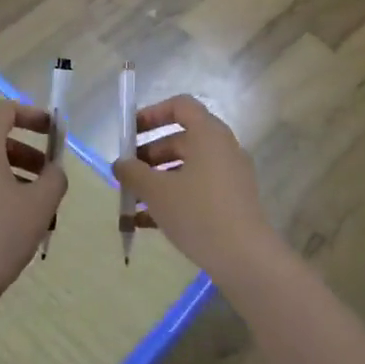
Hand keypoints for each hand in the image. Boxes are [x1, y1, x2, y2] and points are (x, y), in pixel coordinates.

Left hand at [0, 100, 67, 311]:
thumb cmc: (1, 234)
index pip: (3, 111)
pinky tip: (17, 224)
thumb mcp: (41, 204)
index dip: (32, 114)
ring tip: (40, 209)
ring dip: (17, 176)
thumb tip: (53, 171)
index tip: (54, 132)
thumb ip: (55, 178)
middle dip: (29, 153)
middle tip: (51, 179)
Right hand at [112, 95, 282, 279]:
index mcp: (208, 134)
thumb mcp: (156, 191)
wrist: (244, 257)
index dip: (152, 114)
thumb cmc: (197, 212)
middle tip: (125, 175)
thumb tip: (120, 164)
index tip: (129, 133)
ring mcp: (230, 176)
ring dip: (157, 180)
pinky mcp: (232, 201)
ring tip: (131, 202)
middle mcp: (223, 149)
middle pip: (180, 139)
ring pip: (186, 168)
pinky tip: (145, 223)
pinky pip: (196, 190)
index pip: (180, 106)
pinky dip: (173, 198)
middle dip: (148, 155)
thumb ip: (132, 172)